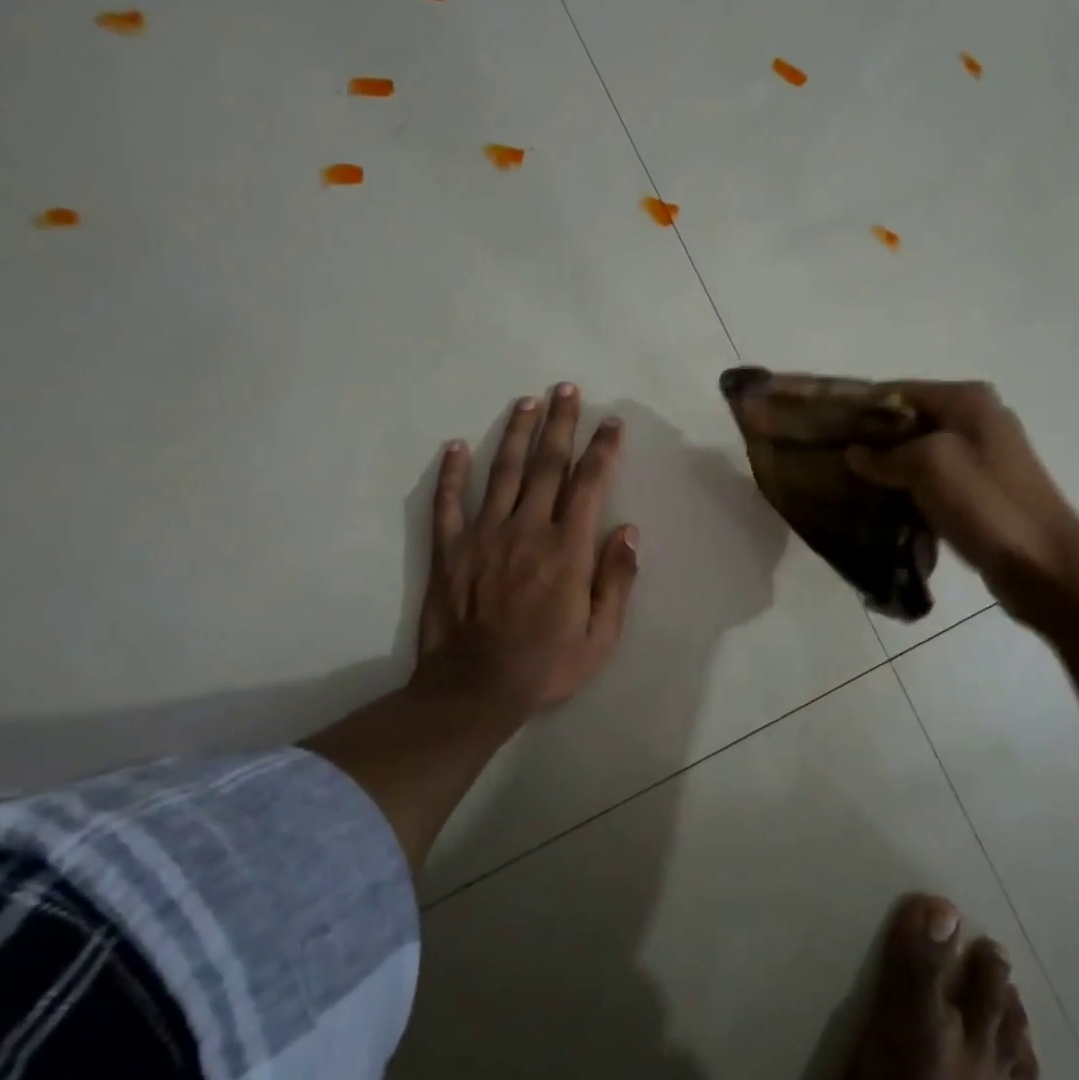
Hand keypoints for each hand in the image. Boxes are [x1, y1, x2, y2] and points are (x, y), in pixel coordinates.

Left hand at [413, 384, 640, 720]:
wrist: (474, 690)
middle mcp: (527, 529)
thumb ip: (617, 581)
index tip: (610, 422)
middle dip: (560, 424)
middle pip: (547, 465)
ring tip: (526, 402)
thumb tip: (629, 531)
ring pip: (503, 472)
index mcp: (567, 549)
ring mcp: (483, 535)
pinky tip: (456, 446)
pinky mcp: (449, 549)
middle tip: (566, 389)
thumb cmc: (545, 666)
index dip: (602, 449)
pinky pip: (448, 502)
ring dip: (516, 434)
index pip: (589, 484)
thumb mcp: (600, 636)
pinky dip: (452, 473)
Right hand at [846, 381, 1078, 627]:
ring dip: (886, 469)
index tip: (822, 429)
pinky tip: (879, 507)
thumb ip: (886, 454)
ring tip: (846, 485)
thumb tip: (854, 454)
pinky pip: (932, 482)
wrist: (1044, 566)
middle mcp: (976, 420)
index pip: (898, 391)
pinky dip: (907, 491)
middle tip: (829, 461)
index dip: (859, 408)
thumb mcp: (930, 465)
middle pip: (908, 422)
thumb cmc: (987, 504)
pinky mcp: (980, 492)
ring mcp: (981, 458)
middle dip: (870, 440)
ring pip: (918, 454)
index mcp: (967, 401)